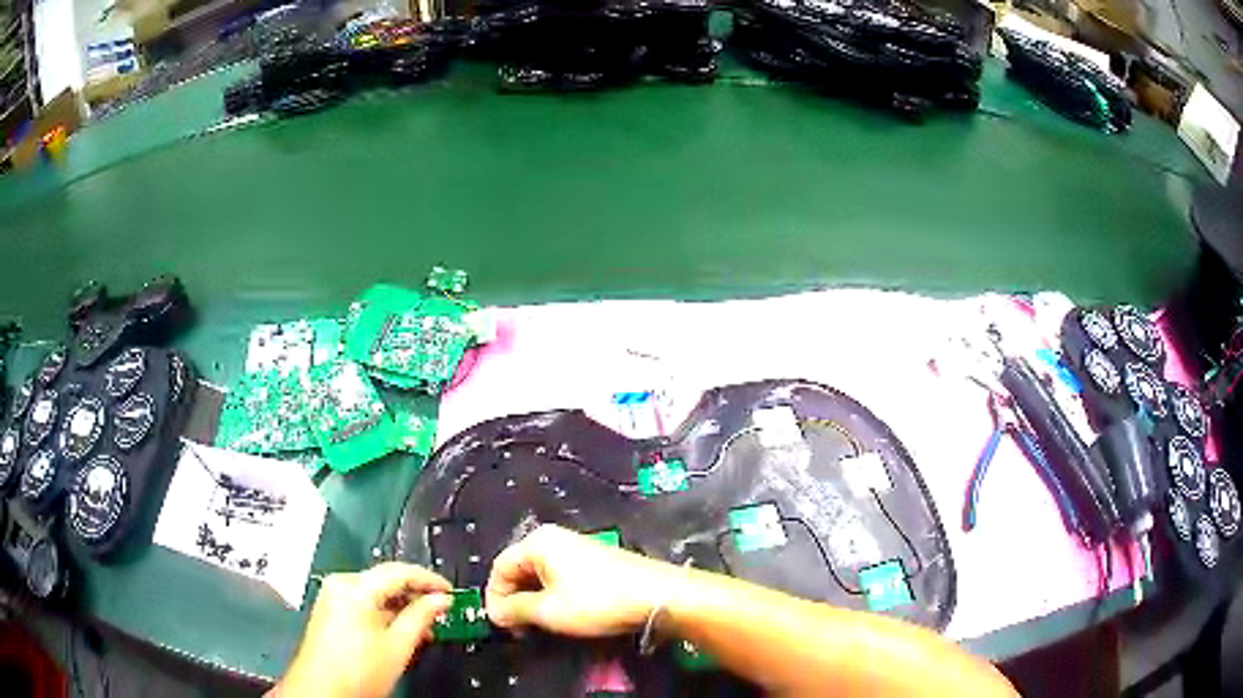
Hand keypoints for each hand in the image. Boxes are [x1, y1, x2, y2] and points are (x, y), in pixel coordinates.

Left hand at [278, 563, 452, 697]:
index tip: (450, 591)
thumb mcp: (398, 646)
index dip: (429, 580)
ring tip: (425, 626)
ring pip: (376, 594)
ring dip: (401, 607)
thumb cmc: (356, 671)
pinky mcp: (330, 611)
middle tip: (441, 611)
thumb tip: (440, 601)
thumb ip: (422, 617)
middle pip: (386, 581)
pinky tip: (401, 631)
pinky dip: (385, 614)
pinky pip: (364, 603)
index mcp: (355, 588)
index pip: (399, 571)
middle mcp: (340, 585)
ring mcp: (332, 597)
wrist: (323, 689)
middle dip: (415, 596)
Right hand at [485, 524, 676, 636]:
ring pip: (539, 576)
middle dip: (514, 600)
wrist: (657, 595)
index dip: (495, 597)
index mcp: (539, 542)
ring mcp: (576, 549)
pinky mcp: (593, 562)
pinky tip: (560, 615)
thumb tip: (495, 612)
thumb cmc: (599, 601)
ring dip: (533, 602)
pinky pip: (559, 578)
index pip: (500, 568)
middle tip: (518, 629)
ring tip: (538, 626)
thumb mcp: (549, 611)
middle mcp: (555, 539)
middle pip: (519, 570)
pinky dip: (552, 597)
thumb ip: (514, 610)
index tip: (500, 624)